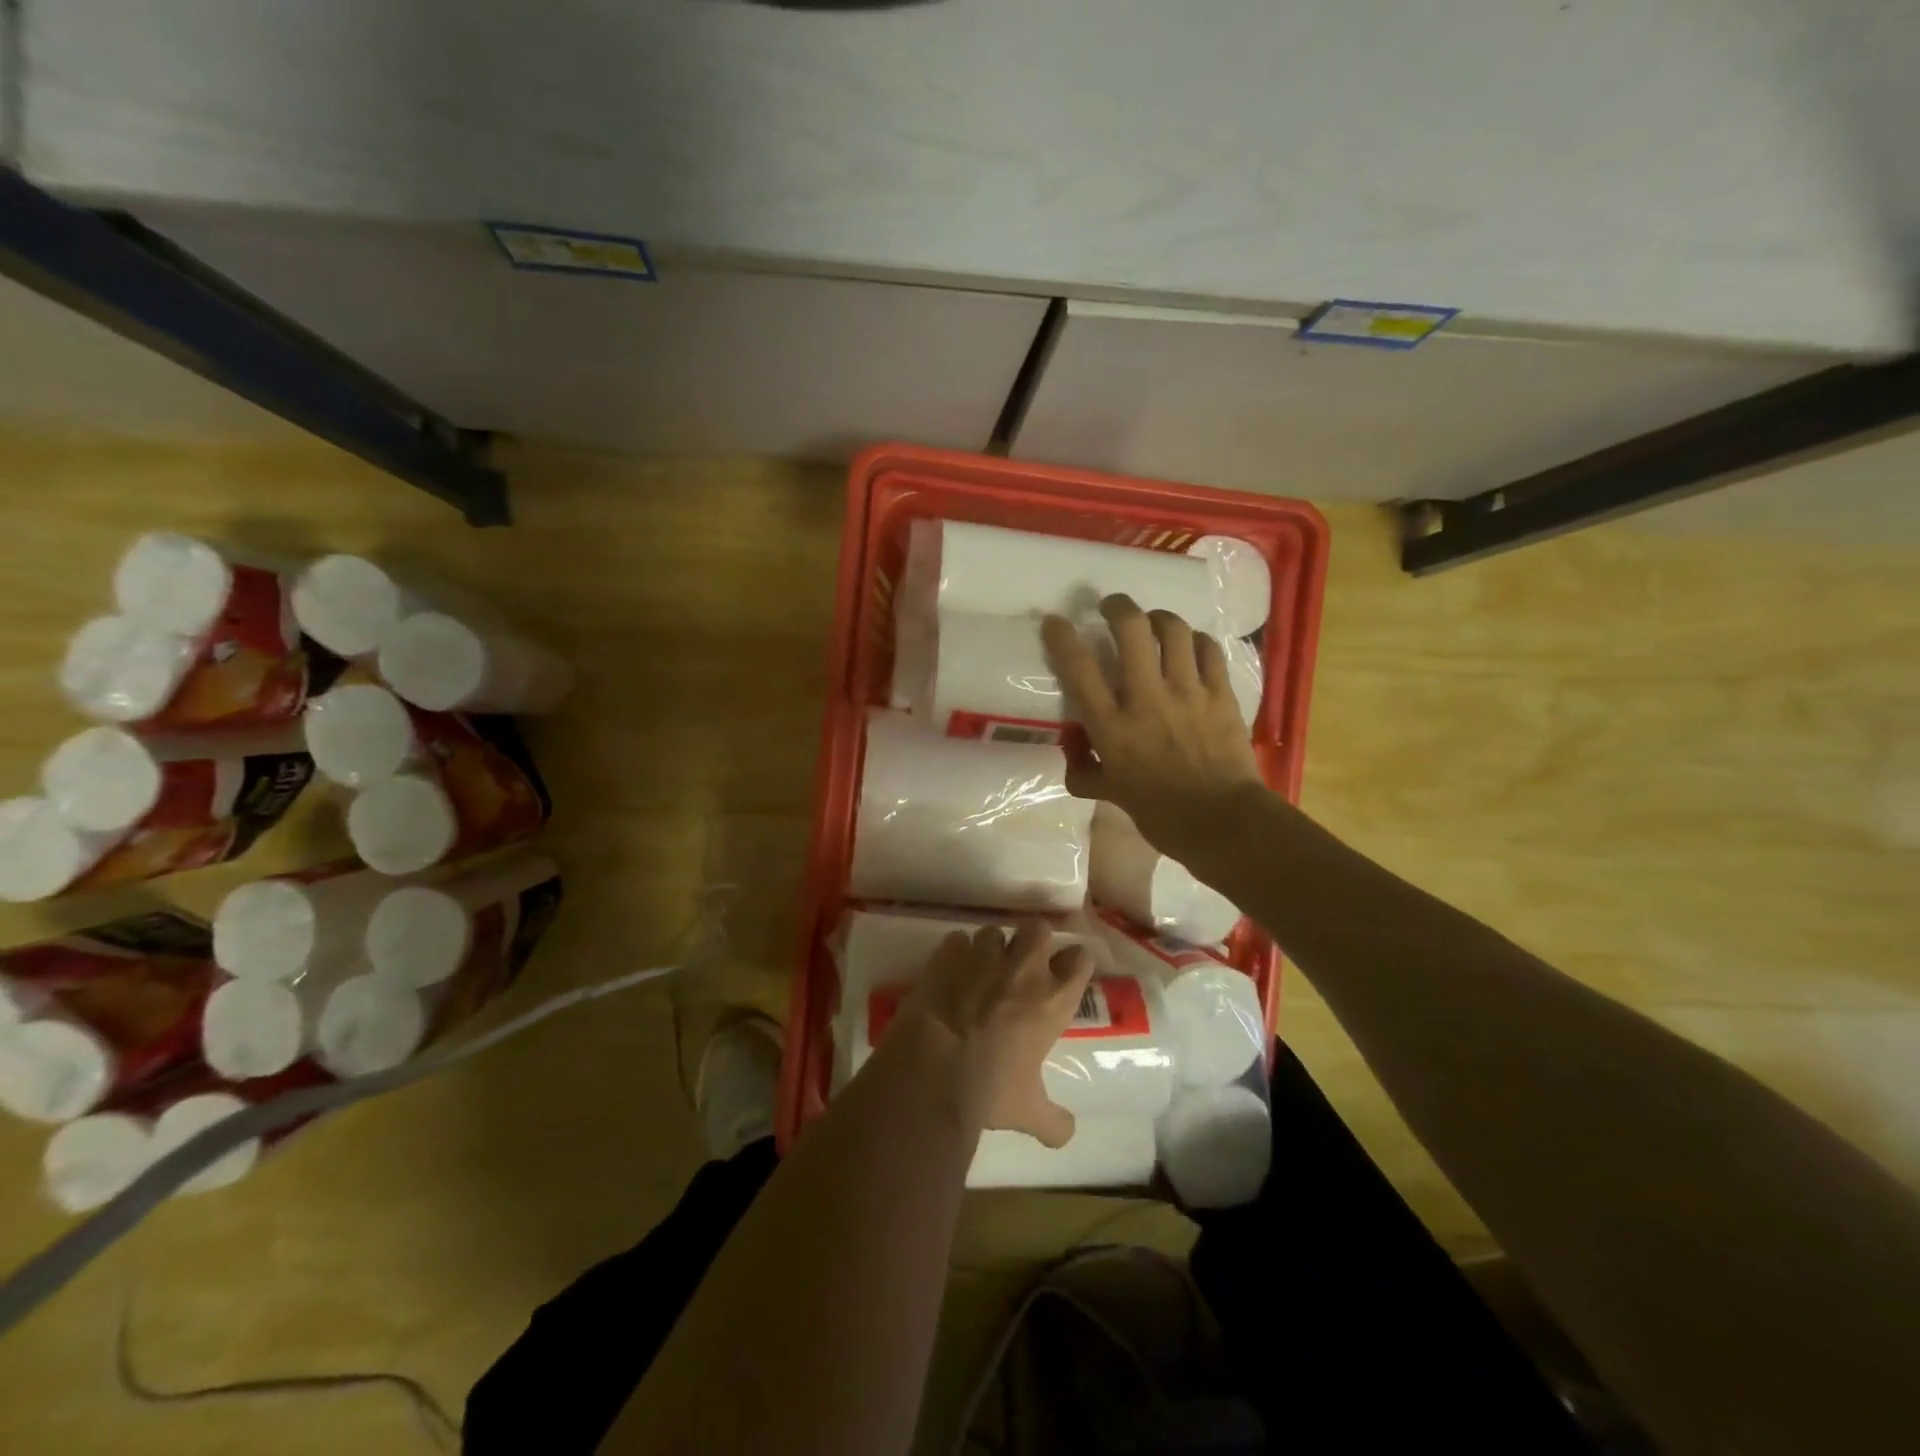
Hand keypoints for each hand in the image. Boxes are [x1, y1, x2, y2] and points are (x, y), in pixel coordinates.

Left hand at [895, 920, 1094, 1147]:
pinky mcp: (948, 954)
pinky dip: (954, 953)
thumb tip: (1067, 1134)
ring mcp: (984, 956)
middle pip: (1039, 929)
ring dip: (990, 947)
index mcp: (1053, 999)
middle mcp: (1025, 968)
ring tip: (979, 969)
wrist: (935, 1069)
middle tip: (1021, 963)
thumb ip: (1054, 1121)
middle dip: (1031, 940)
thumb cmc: (991, 1089)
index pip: (1080, 959)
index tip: (1064, 973)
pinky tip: (948, 973)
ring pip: (994, 931)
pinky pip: (956, 939)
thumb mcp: (1029, 1112)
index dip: (1072, 963)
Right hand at [1042, 594, 1265, 858]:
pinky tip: (1191, 646)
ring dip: (1159, 617)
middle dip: (1117, 606)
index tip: (1055, 622)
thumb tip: (1073, 752)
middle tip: (1111, 607)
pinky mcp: (1221, 693)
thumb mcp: (1109, 795)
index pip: (1079, 667)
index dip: (1062, 636)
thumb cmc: (1160, 814)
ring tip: (1153, 621)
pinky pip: (1209, 649)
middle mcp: (1147, 698)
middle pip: (1131, 629)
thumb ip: (1085, 770)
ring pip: (1173, 630)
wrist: (1222, 822)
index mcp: (1112, 726)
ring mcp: (1188, 691)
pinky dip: (1196, 640)